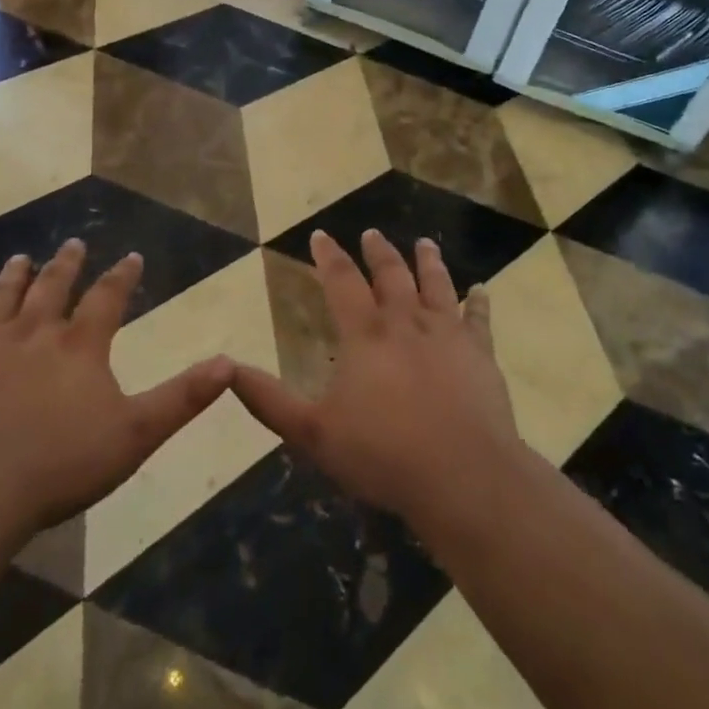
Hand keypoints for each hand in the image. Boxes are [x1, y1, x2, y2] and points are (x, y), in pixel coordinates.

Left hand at [0, 240, 232, 532]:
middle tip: (73, 243)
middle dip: (66, 265)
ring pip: (1, 301)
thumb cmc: (61, 463)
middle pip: (52, 288)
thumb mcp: (137, 433)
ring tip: (20, 257)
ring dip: (12, 278)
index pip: (108, 298)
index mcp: (80, 346)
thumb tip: (230, 363)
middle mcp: (34, 335)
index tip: (132, 256)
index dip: (122, 276)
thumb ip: (183, 397)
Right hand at [231, 229, 526, 523]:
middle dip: (378, 252)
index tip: (320, 234)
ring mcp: (448, 334)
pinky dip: (479, 301)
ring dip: (428, 261)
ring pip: (437, 285)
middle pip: (391, 274)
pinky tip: (481, 289)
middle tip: (372, 234)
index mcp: (365, 334)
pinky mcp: (480, 353)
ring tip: (424, 243)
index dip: (329, 256)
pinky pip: (480, 318)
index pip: (341, 281)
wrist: (462, 474)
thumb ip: (269, 401)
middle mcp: (406, 322)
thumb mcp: (312, 433)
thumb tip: (227, 369)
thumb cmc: (382, 454)